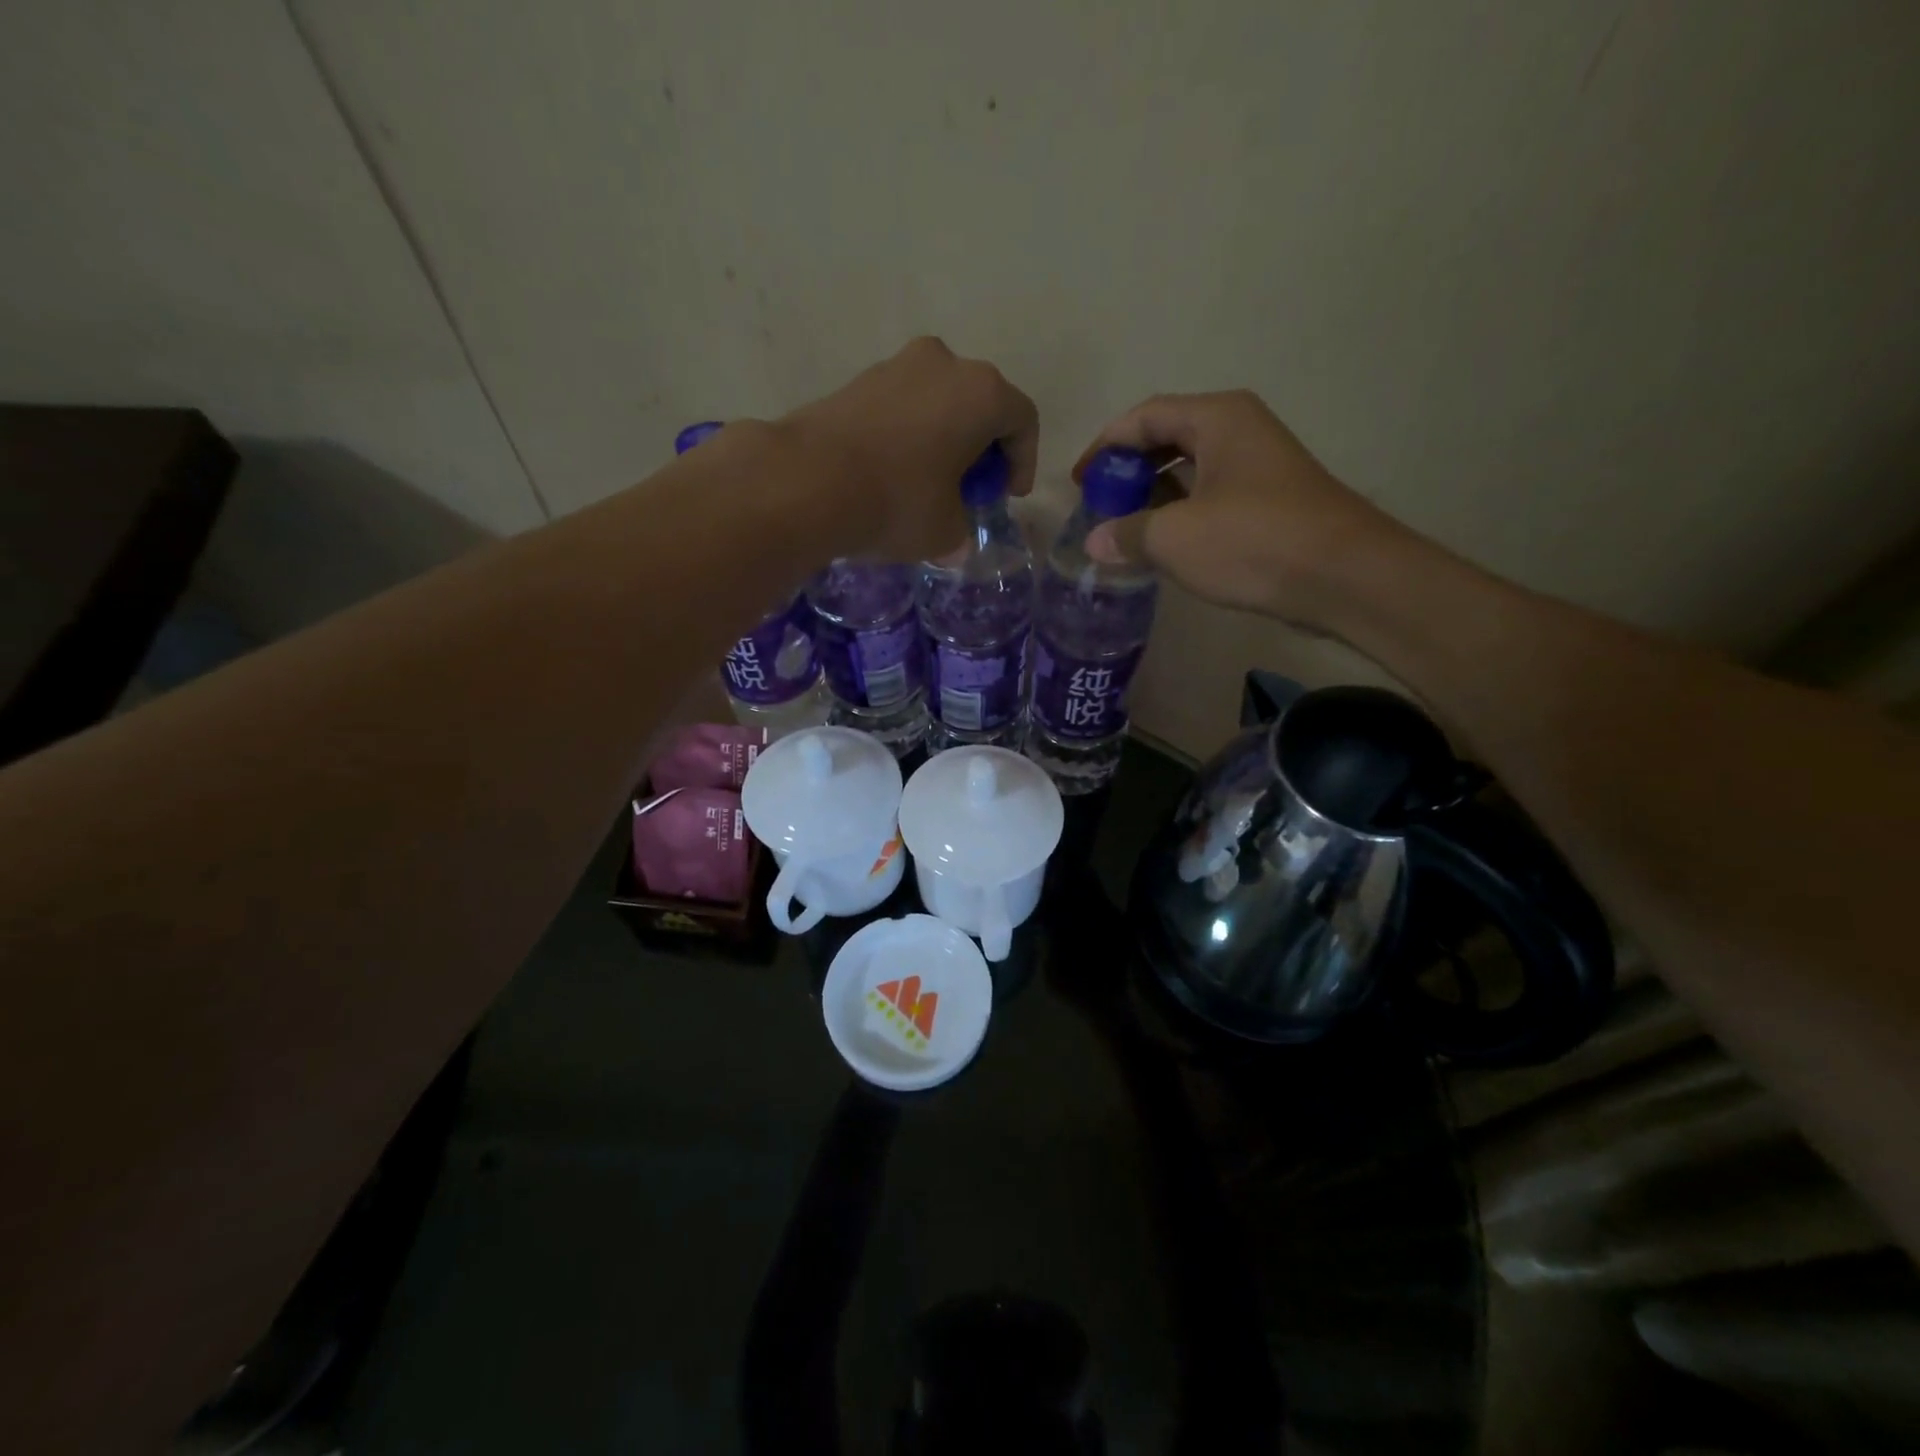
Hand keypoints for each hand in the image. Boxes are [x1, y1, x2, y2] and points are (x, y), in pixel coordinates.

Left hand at [779, 337, 1038, 562]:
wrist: (808, 481)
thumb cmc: (897, 502)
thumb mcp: (945, 531)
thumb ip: (961, 529)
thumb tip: (953, 538)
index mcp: (982, 392)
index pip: (1022, 422)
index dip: (1023, 463)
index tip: (1007, 496)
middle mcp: (944, 363)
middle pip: (980, 404)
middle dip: (982, 447)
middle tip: (971, 488)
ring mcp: (896, 365)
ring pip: (938, 402)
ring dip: (943, 438)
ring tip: (929, 482)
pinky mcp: (858, 379)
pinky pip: (902, 406)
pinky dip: (909, 434)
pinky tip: (893, 471)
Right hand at [1077, 391, 1412, 627]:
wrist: (1343, 576)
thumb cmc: (1253, 542)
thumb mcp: (1174, 538)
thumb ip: (1127, 534)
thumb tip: (1095, 543)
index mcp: (1216, 418)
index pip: (1144, 417)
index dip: (1105, 447)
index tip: (1080, 483)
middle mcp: (1239, 429)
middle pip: (1167, 438)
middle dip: (1128, 472)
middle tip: (1099, 506)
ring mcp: (1258, 465)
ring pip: (1189, 469)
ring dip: (1152, 496)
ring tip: (1123, 529)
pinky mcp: (1268, 500)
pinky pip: (1210, 495)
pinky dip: (1179, 513)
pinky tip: (1162, 544)